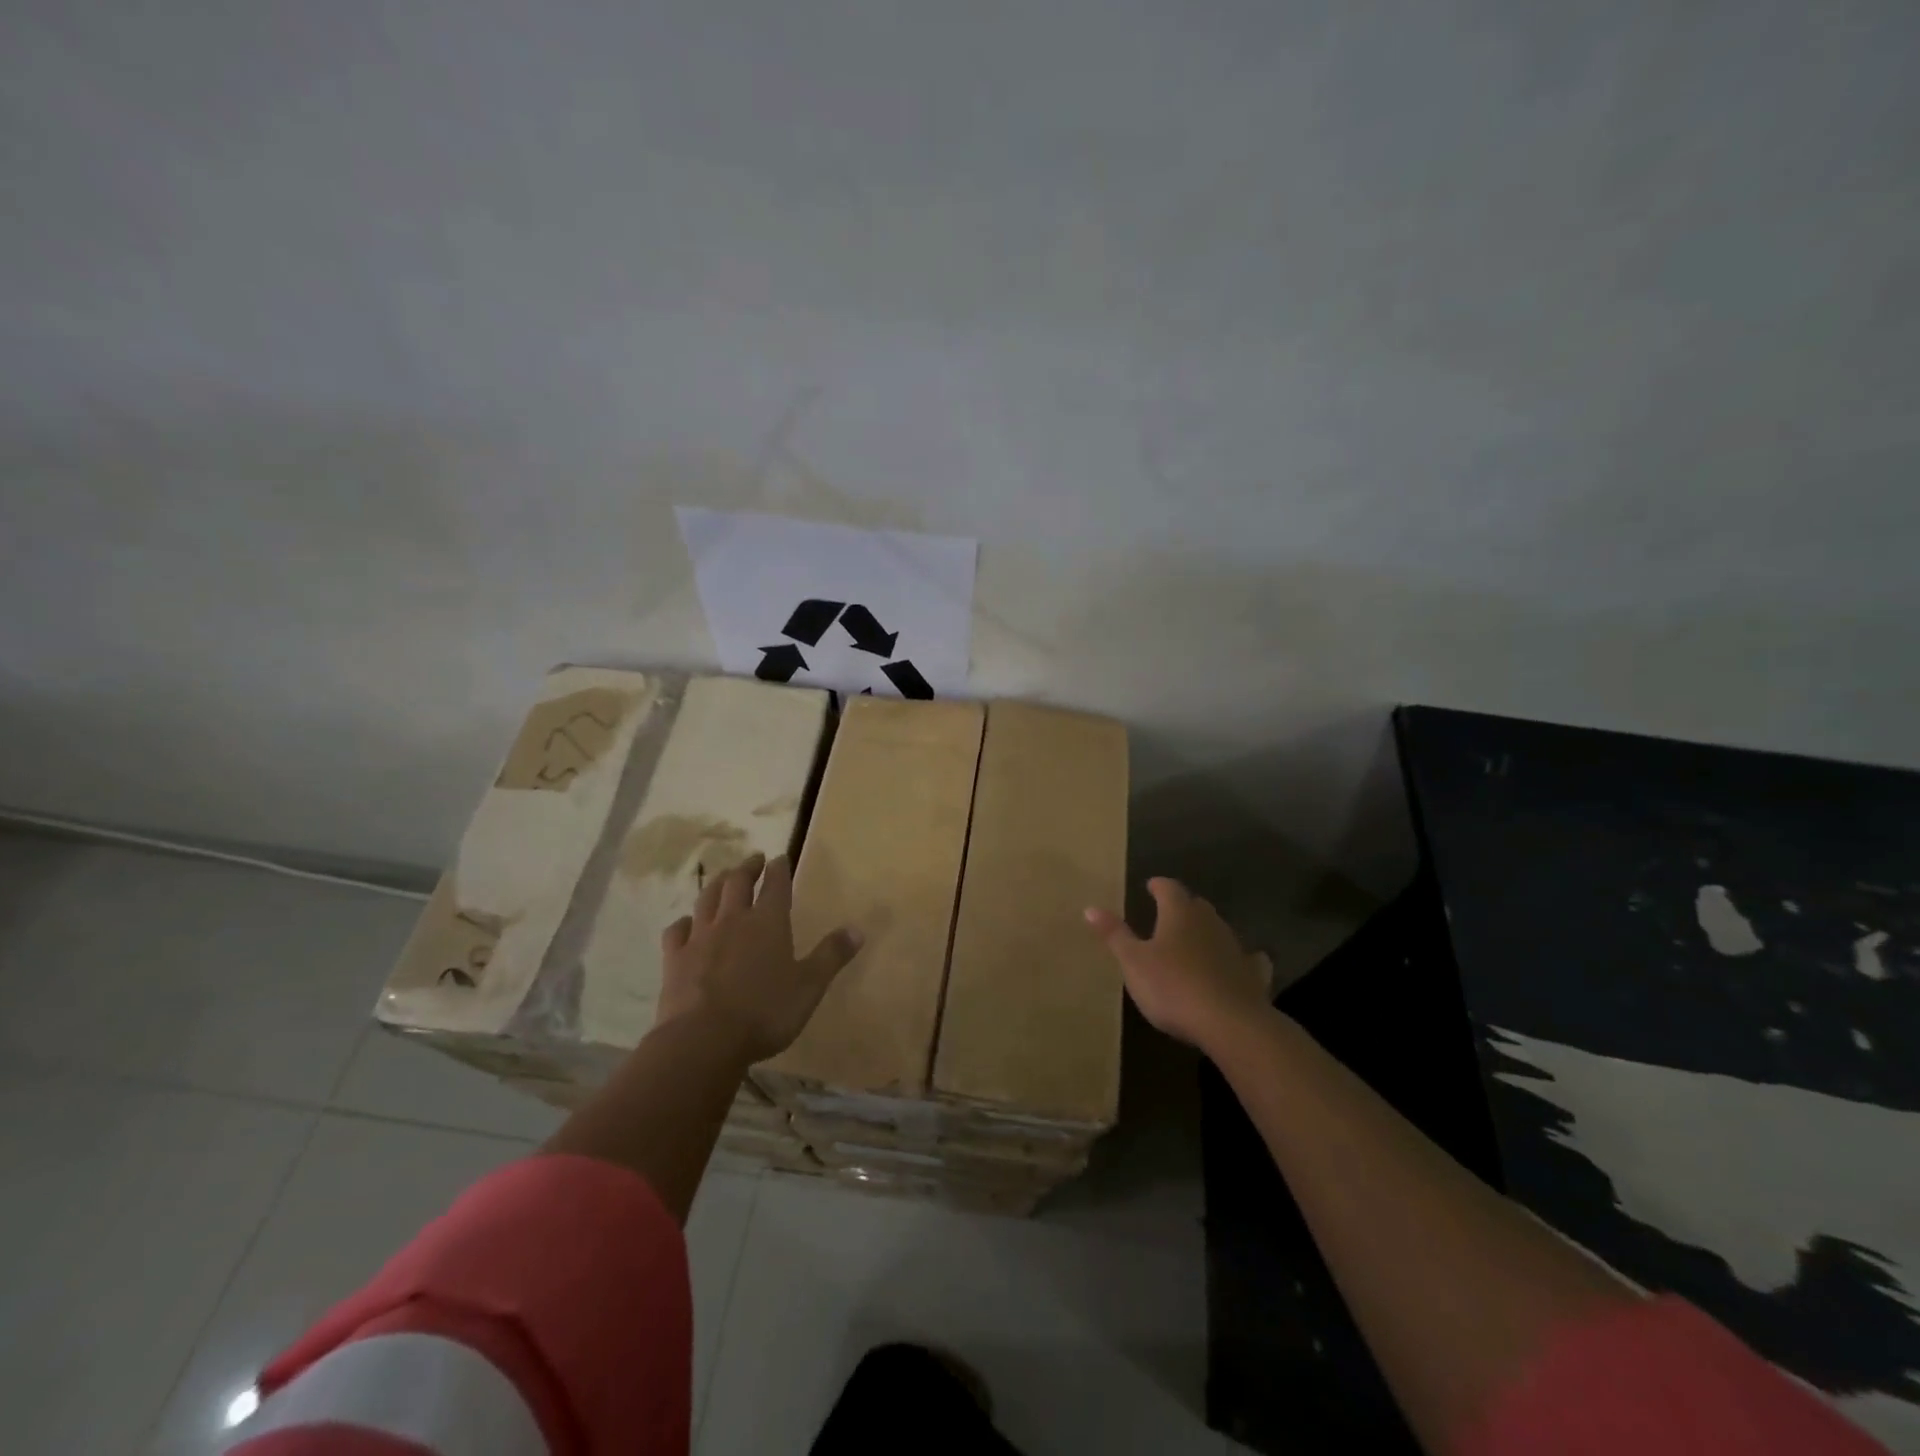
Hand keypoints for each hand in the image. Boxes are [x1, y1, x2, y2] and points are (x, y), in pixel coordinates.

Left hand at [656, 853, 862, 1062]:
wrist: (703, 1039)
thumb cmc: (765, 1012)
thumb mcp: (809, 986)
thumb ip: (832, 955)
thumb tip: (857, 929)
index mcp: (769, 922)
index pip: (776, 884)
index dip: (779, 869)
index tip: (780, 857)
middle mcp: (734, 920)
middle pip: (738, 883)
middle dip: (748, 868)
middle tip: (753, 860)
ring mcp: (701, 937)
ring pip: (707, 899)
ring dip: (717, 884)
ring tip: (723, 877)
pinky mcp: (675, 958)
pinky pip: (677, 930)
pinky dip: (684, 922)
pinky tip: (686, 923)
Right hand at [1085, 877, 1271, 1049]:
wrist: (1230, 1023)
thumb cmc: (1173, 987)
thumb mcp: (1133, 962)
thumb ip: (1114, 935)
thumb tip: (1090, 907)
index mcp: (1179, 914)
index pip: (1168, 888)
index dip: (1158, 885)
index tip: (1150, 885)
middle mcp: (1210, 922)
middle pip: (1195, 905)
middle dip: (1182, 906)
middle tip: (1168, 913)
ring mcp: (1235, 947)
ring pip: (1219, 929)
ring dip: (1206, 931)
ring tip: (1193, 940)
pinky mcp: (1253, 974)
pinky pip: (1247, 959)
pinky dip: (1240, 958)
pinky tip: (1241, 964)